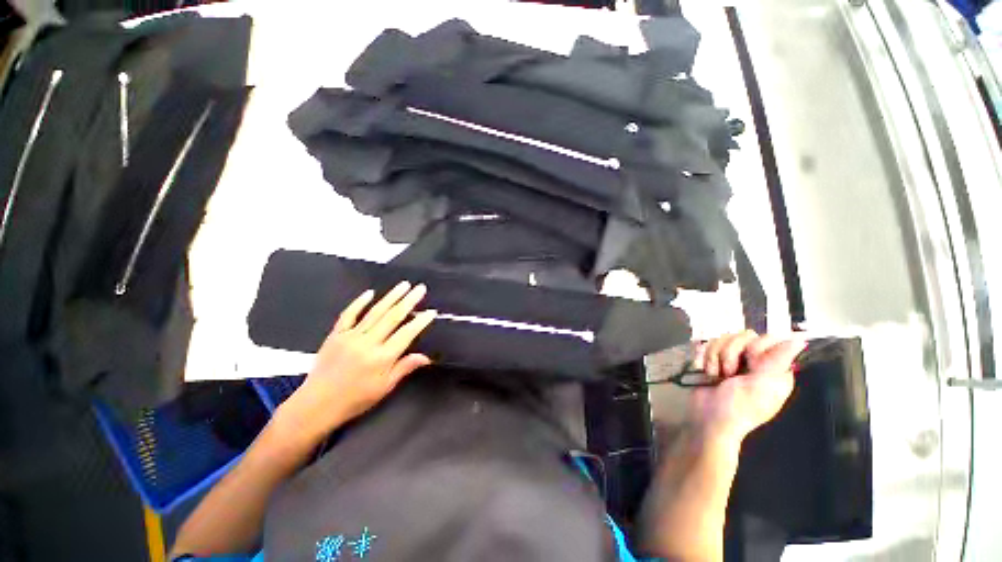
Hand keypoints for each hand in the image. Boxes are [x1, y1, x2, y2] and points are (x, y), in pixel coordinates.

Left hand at [278, 282, 436, 439]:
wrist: (316, 405)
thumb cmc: (355, 399)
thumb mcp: (384, 387)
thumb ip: (404, 368)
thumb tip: (426, 357)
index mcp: (382, 358)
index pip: (406, 334)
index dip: (420, 321)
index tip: (431, 311)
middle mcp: (368, 343)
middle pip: (392, 317)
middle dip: (409, 301)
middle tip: (420, 288)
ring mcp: (350, 336)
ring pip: (375, 312)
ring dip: (391, 297)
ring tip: (403, 285)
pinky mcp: (336, 335)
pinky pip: (348, 314)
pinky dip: (359, 302)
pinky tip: (370, 292)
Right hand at [688, 331, 805, 445]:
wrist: (706, 418)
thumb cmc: (737, 407)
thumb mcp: (760, 386)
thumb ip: (777, 361)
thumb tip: (801, 340)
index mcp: (773, 369)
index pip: (768, 338)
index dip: (755, 346)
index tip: (750, 361)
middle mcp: (754, 362)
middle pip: (742, 335)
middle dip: (730, 352)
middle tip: (729, 372)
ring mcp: (732, 360)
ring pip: (722, 339)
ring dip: (714, 357)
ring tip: (716, 375)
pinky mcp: (713, 360)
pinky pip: (708, 345)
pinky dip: (703, 358)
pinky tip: (706, 372)